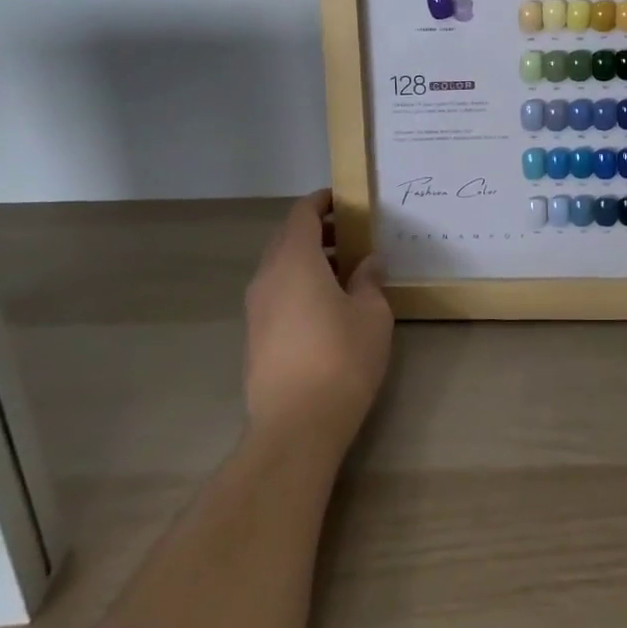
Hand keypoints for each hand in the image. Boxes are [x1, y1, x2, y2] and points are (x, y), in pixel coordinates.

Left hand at [243, 189, 391, 451]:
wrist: (295, 428)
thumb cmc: (341, 359)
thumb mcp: (372, 313)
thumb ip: (368, 280)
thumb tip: (367, 262)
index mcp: (295, 261)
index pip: (303, 214)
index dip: (322, 202)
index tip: (345, 199)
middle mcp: (268, 277)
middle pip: (287, 238)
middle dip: (316, 230)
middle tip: (350, 234)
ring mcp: (256, 309)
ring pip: (279, 266)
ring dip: (307, 259)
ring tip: (343, 270)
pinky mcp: (255, 337)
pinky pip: (276, 292)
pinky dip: (298, 284)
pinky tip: (326, 304)